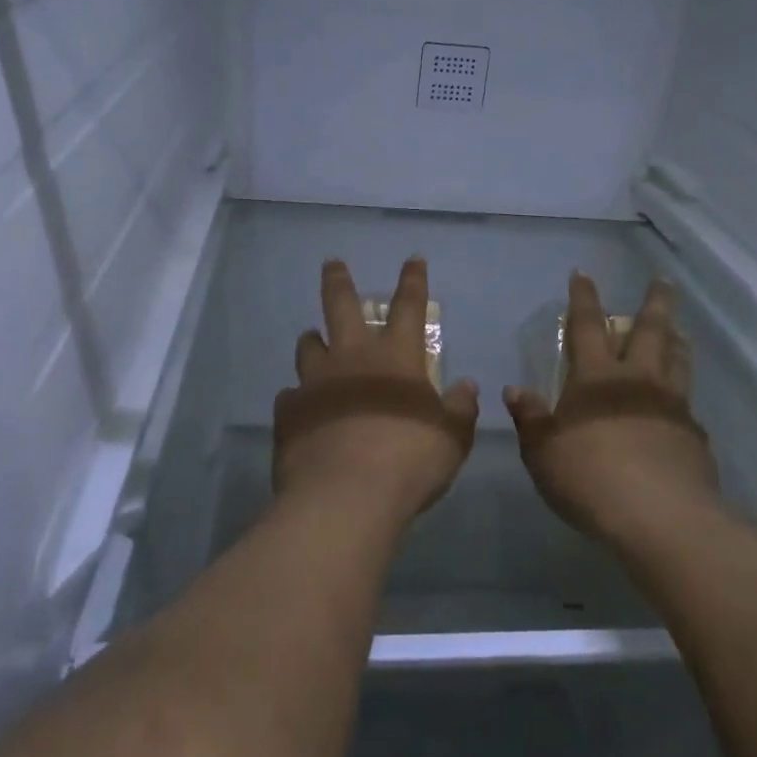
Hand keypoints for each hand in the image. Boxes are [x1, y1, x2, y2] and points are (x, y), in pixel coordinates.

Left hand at [273, 258, 479, 525]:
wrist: (345, 497)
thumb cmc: (408, 461)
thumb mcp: (451, 439)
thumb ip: (460, 409)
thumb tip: (467, 386)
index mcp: (397, 357)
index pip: (409, 306)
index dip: (413, 281)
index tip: (412, 259)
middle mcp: (353, 358)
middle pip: (341, 306)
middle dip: (338, 281)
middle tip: (332, 263)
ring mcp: (316, 382)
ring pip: (309, 346)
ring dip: (313, 340)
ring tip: (313, 339)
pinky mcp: (289, 412)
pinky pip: (291, 396)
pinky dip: (298, 397)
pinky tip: (301, 408)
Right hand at [504, 272, 717, 543]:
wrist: (660, 518)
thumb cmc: (590, 479)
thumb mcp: (542, 453)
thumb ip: (530, 419)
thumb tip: (515, 390)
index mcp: (596, 379)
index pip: (587, 325)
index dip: (584, 298)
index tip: (583, 274)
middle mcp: (638, 381)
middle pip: (649, 331)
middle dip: (654, 302)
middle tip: (663, 281)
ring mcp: (672, 405)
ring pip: (677, 359)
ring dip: (676, 339)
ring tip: (678, 329)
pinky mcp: (694, 435)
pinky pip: (688, 401)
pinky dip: (683, 391)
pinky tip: (681, 402)